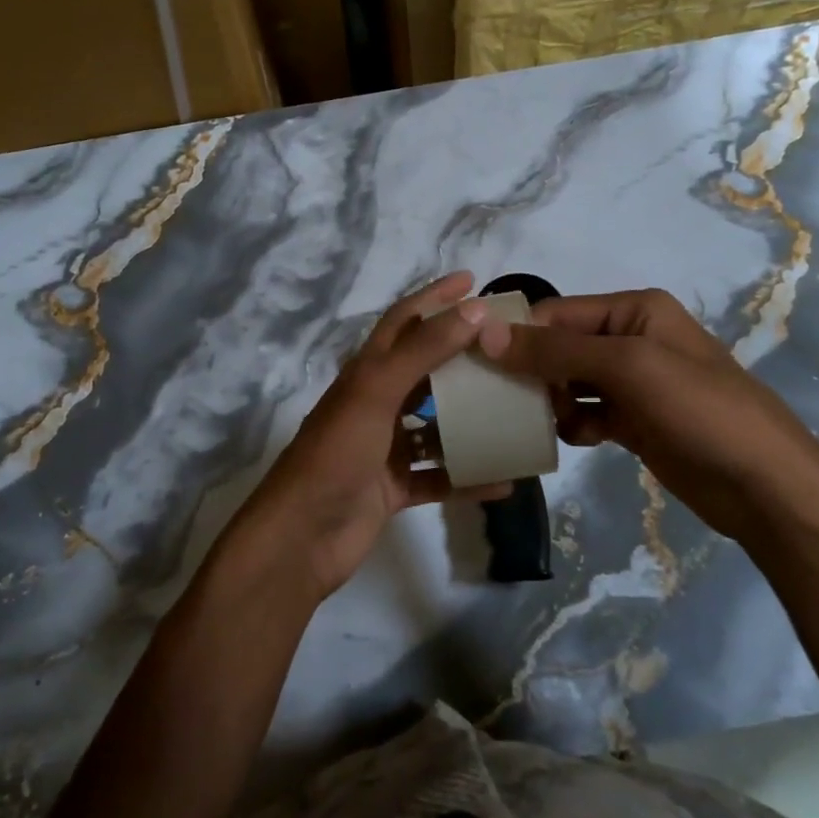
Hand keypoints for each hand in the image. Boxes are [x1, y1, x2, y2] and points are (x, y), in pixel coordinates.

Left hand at [233, 271, 505, 601]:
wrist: (301, 536)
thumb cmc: (336, 453)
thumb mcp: (377, 392)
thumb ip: (423, 351)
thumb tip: (473, 311)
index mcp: (366, 374)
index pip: (403, 322)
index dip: (434, 297)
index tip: (472, 281)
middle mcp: (376, 404)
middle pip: (425, 371)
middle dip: (462, 358)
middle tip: (509, 349)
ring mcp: (384, 448)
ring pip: (436, 426)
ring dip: (471, 420)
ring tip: (517, 411)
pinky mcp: (392, 488)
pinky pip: (439, 477)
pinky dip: (467, 477)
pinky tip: (505, 479)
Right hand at [475, 289, 818, 544]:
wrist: (765, 485)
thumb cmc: (699, 410)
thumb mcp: (627, 368)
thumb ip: (556, 350)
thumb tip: (486, 333)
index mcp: (634, 311)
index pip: (556, 313)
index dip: (517, 334)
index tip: (477, 364)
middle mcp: (631, 338)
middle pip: (560, 346)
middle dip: (530, 370)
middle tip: (497, 400)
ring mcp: (634, 383)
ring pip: (569, 381)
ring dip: (547, 400)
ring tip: (530, 422)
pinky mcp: (636, 421)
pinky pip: (586, 413)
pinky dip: (571, 424)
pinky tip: (567, 440)